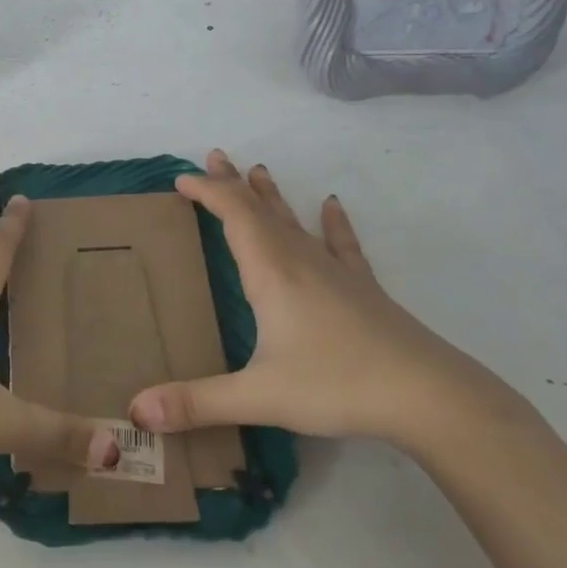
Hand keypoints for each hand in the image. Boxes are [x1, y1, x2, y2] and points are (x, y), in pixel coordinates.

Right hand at [129, 150, 519, 448]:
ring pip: (295, 222)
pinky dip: (332, 223)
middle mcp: (300, 262)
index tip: (181, 178)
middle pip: (261, 210)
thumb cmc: (337, 385)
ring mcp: (336, 273)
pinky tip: (332, 205)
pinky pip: (341, 245)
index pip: (234, 216)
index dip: (208, 192)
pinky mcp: (363, 290)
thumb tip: (136, 411)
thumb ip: (195, 402)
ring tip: (258, 169)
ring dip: (272, 196)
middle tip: (215, 156)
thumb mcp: (258, 396)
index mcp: (272, 274)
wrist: (430, 397)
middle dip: (234, 183)